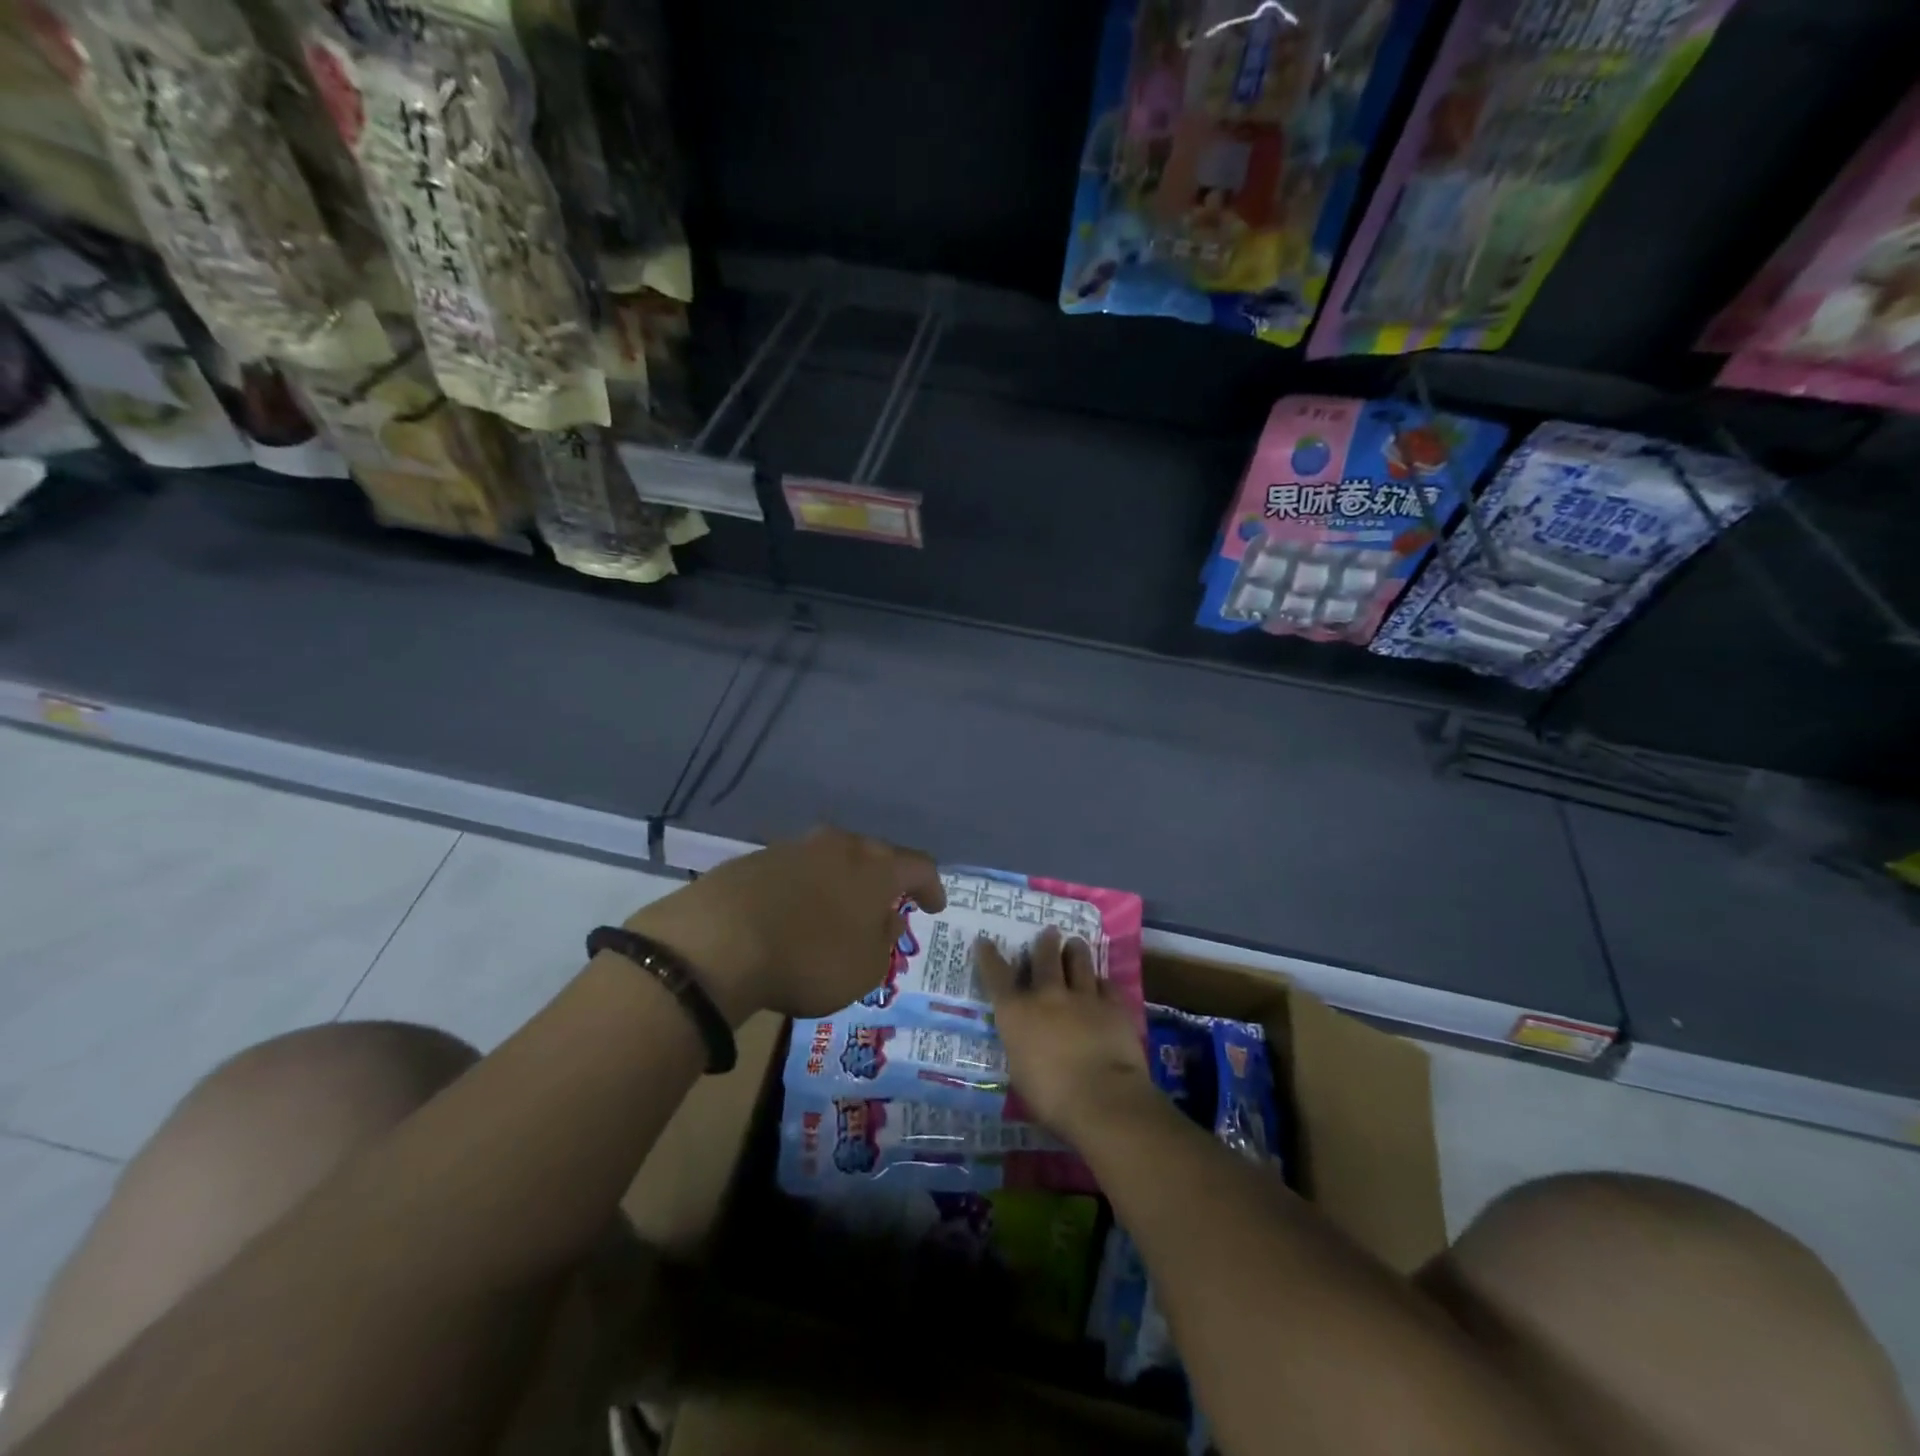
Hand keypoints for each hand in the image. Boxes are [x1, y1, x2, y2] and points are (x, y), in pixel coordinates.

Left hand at [628, 827, 945, 1021]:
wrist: (720, 940)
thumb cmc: (809, 959)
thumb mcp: (865, 969)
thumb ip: (884, 941)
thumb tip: (886, 919)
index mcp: (877, 868)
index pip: (919, 867)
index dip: (931, 887)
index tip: (934, 906)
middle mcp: (841, 846)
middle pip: (875, 856)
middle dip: (885, 881)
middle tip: (887, 907)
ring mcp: (797, 846)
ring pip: (834, 860)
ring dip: (844, 883)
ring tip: (841, 911)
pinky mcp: (758, 858)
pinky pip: (798, 870)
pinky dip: (808, 889)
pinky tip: (797, 913)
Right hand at [977, 927, 1153, 1144]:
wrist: (1103, 1098)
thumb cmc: (1051, 1097)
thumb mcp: (1020, 1072)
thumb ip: (1022, 1046)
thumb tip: (1026, 1041)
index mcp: (1017, 1013)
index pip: (997, 977)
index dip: (989, 957)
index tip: (984, 940)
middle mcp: (1047, 995)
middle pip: (1044, 958)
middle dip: (1045, 943)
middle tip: (1049, 932)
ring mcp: (1083, 996)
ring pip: (1079, 962)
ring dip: (1075, 951)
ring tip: (1076, 943)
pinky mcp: (1113, 1005)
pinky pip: (1106, 985)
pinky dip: (1101, 983)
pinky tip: (1103, 984)